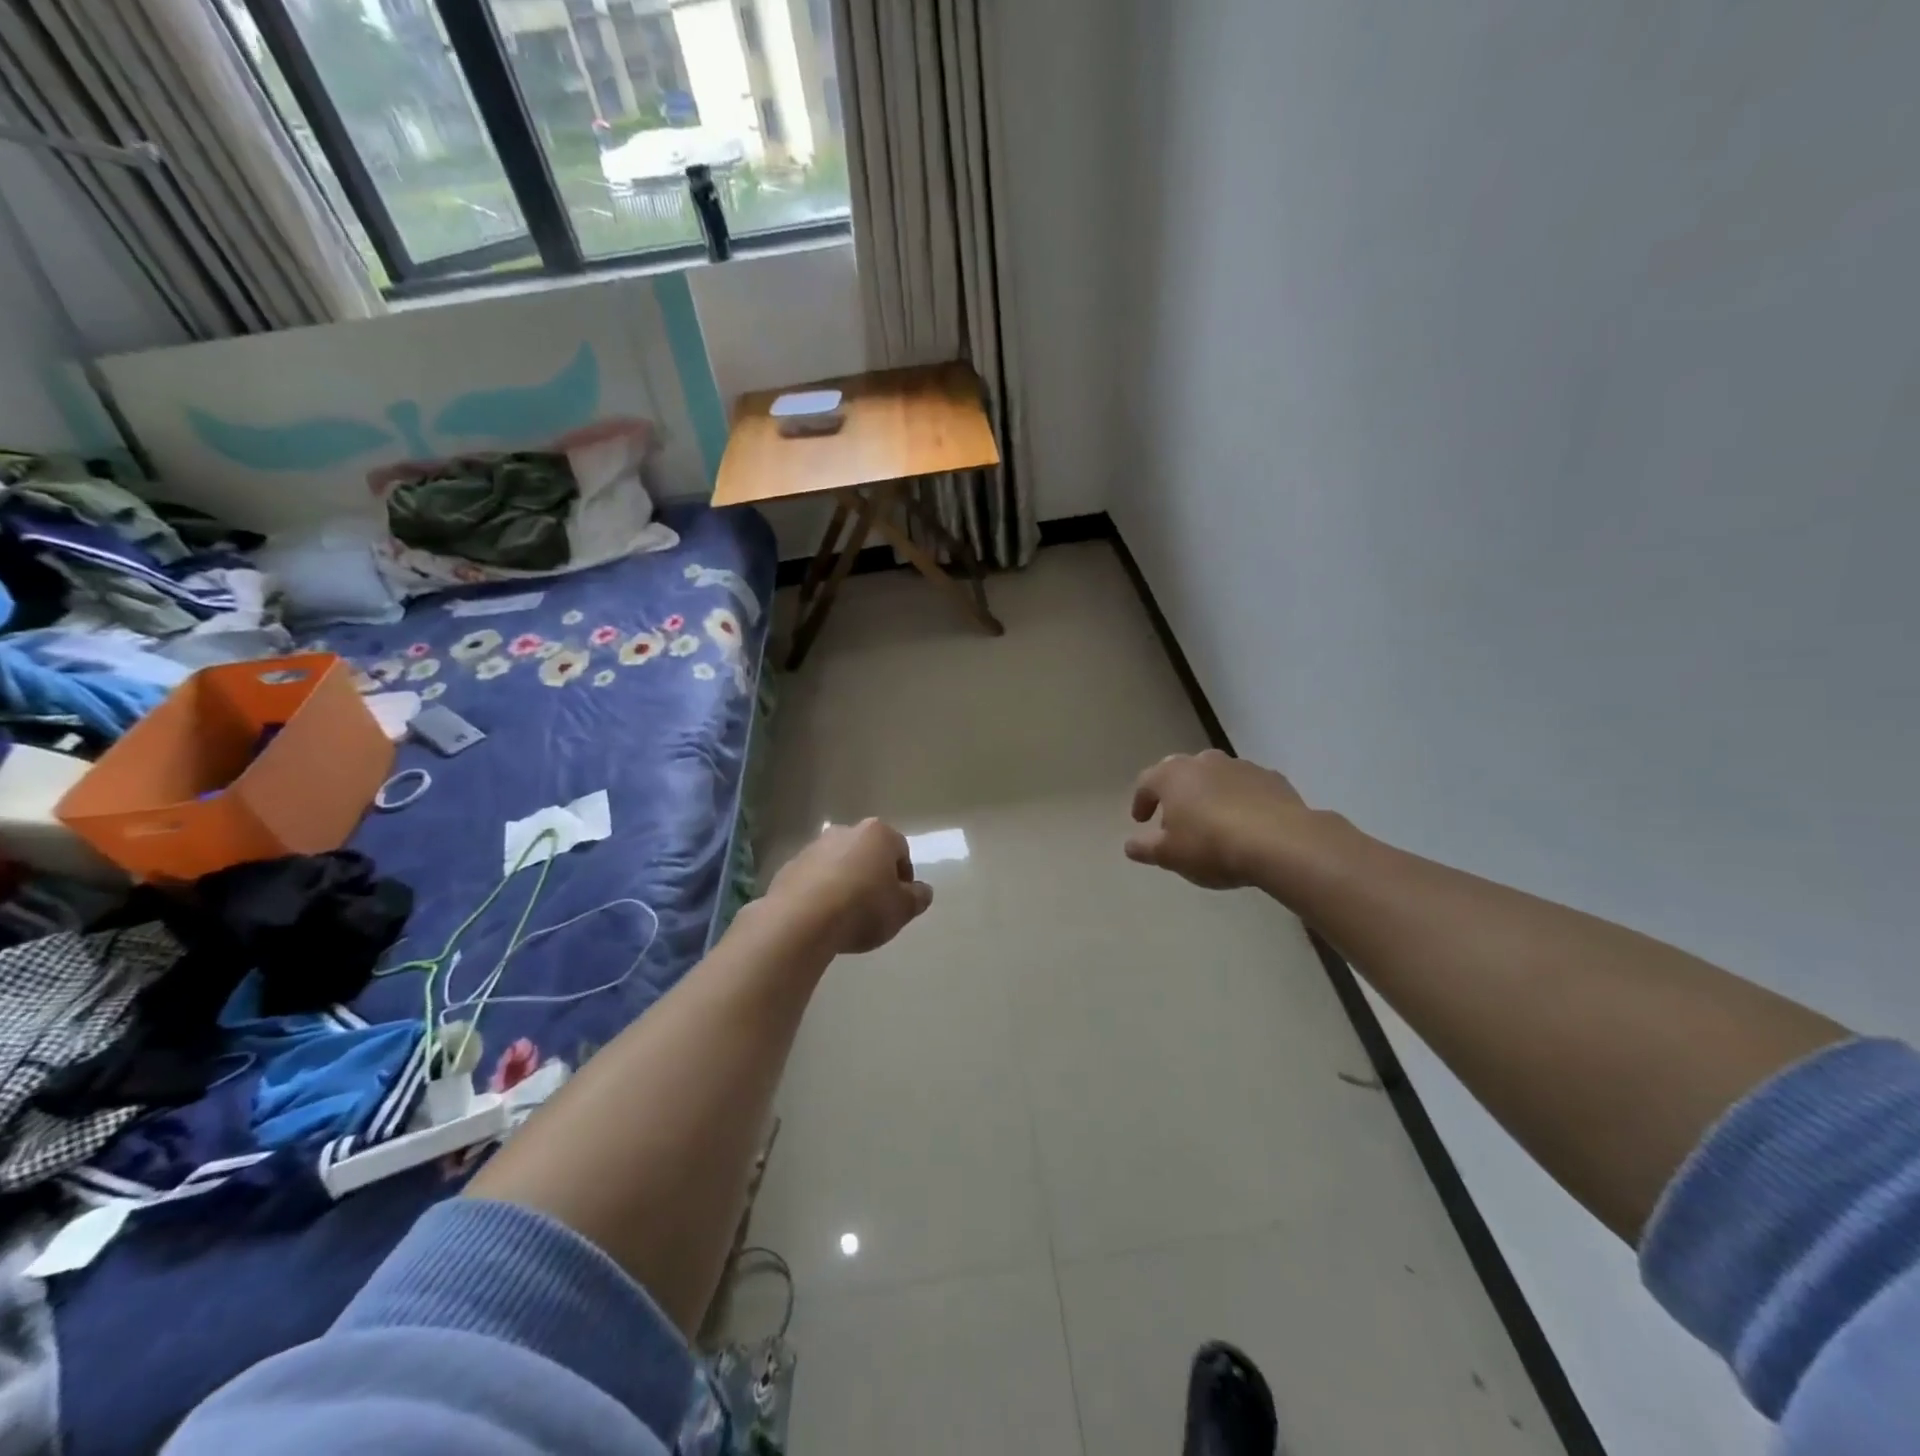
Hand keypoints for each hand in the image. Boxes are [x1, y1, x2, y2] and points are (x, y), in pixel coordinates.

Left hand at [763, 818, 933, 954]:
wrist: (801, 921)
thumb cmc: (862, 908)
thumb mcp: (903, 909)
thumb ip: (918, 897)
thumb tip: (921, 890)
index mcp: (878, 834)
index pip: (901, 850)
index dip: (904, 878)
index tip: (899, 902)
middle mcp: (845, 831)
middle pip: (867, 853)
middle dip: (873, 875)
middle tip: (875, 907)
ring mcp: (813, 847)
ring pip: (839, 863)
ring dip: (845, 882)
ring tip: (845, 915)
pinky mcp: (788, 867)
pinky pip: (814, 879)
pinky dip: (820, 892)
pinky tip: (821, 918)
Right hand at [1125, 750, 1312, 889]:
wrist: (1280, 842)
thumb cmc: (1211, 846)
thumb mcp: (1170, 855)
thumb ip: (1145, 848)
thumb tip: (1130, 845)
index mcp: (1172, 775)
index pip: (1146, 782)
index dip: (1141, 801)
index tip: (1141, 821)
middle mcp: (1204, 762)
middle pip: (1181, 773)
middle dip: (1175, 793)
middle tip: (1176, 818)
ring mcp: (1241, 766)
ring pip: (1216, 777)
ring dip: (1209, 794)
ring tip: (1213, 822)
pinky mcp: (1272, 778)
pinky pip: (1247, 787)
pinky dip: (1241, 799)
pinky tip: (1247, 823)